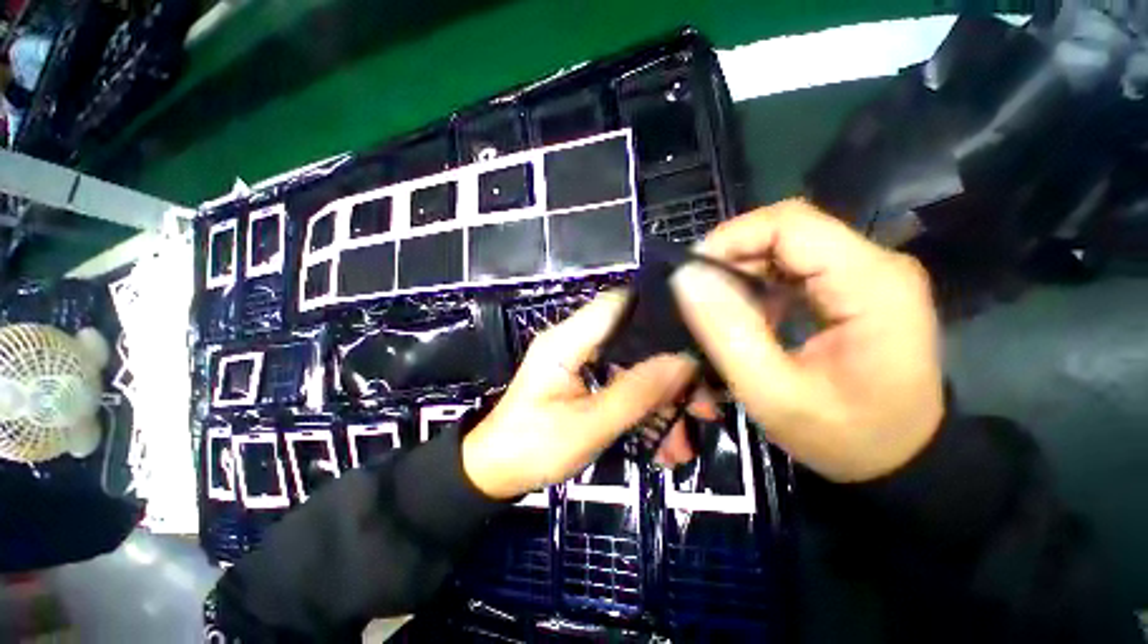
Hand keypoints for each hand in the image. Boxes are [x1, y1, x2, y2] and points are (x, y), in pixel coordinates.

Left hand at [462, 293, 697, 499]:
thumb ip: (636, 392)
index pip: (618, 304)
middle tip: (703, 405)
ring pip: (631, 366)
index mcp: (567, 341)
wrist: (495, 472)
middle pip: (633, 339)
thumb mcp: (589, 426)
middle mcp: (574, 341)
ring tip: (683, 444)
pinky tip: (661, 444)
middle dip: (670, 371)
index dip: (658, 310)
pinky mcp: (582, 378)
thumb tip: (684, 361)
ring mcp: (579, 360)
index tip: (697, 335)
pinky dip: (642, 409)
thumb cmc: (533, 449)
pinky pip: (621, 383)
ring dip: (660, 399)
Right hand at [670, 200, 944, 482]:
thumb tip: (686, 277)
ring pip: (786, 247)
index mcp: (870, 283)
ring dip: (743, 271)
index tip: (691, 274)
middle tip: (698, 297)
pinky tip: (746, 313)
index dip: (731, 238)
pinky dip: (759, 283)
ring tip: (718, 308)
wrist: (901, 459)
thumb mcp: (774, 393)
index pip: (789, 224)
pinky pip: (794, 268)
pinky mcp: (854, 288)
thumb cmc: (845, 437)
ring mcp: (867, 275)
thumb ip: (727, 332)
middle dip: (732, 257)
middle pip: (787, 231)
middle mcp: (875, 264)